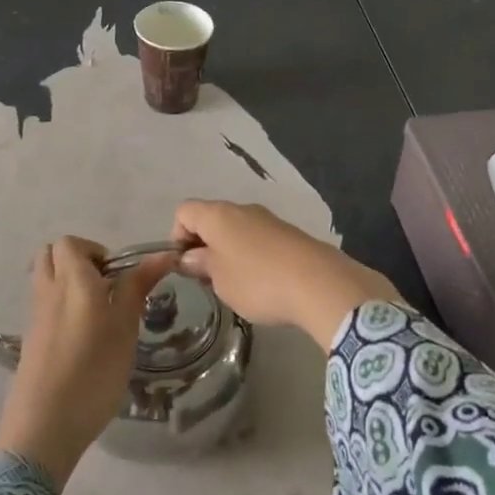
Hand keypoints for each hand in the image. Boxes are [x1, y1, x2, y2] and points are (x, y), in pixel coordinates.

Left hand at [0, 236, 170, 488]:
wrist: (44, 427)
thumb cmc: (93, 370)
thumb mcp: (125, 326)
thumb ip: (138, 286)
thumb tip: (163, 255)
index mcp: (72, 279)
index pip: (71, 242)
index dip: (95, 250)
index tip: (117, 276)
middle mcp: (48, 290)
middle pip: (50, 255)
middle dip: (77, 260)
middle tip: (105, 286)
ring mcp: (35, 318)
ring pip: (45, 281)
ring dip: (68, 283)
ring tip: (97, 312)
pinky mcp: (30, 342)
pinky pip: (43, 307)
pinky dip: (60, 308)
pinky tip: (82, 339)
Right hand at [170, 201, 401, 348]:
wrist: (318, 282)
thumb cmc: (257, 281)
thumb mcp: (219, 279)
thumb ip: (200, 264)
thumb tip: (189, 257)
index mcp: (218, 214)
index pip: (184, 211)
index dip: (177, 236)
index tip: (185, 266)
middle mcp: (242, 209)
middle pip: (210, 218)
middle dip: (203, 245)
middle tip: (206, 279)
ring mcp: (267, 219)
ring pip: (235, 229)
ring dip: (227, 251)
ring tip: (234, 285)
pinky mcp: (287, 233)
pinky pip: (257, 238)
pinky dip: (250, 255)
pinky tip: (261, 282)